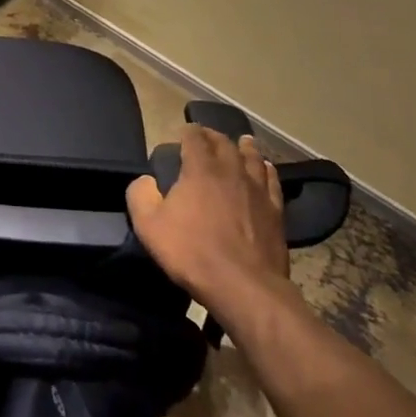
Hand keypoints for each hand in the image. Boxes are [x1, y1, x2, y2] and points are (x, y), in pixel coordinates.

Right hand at [127, 125, 293, 321]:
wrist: (243, 286)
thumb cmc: (191, 252)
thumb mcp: (149, 225)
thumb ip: (140, 195)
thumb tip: (145, 180)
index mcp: (200, 170)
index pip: (194, 138)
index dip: (188, 131)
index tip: (182, 131)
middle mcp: (231, 171)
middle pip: (224, 144)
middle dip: (213, 136)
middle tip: (207, 135)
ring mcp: (257, 190)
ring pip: (252, 158)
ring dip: (244, 147)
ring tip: (242, 140)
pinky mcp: (275, 211)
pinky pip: (272, 181)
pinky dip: (266, 169)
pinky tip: (266, 168)